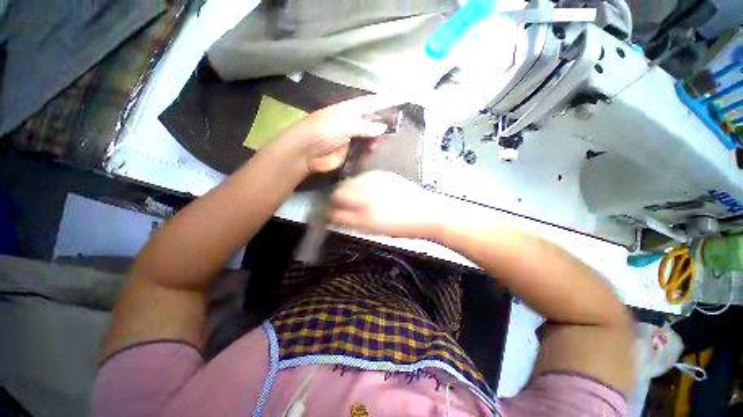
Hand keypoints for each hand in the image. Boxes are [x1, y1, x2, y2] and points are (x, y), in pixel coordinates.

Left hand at [276, 95, 402, 172]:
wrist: (306, 153)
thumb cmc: (322, 132)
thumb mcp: (344, 124)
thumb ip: (365, 126)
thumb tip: (382, 127)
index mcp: (348, 110)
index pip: (370, 103)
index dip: (384, 101)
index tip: (399, 99)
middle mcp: (351, 122)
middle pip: (371, 120)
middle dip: (382, 123)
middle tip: (394, 128)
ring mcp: (350, 137)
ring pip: (369, 136)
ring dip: (376, 138)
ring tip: (380, 142)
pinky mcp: (349, 151)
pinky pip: (364, 149)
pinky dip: (369, 150)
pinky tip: (372, 150)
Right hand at [328, 171, 441, 238]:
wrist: (427, 213)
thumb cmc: (403, 228)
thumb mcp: (376, 231)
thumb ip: (355, 224)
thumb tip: (339, 217)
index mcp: (364, 219)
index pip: (335, 214)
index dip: (329, 215)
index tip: (329, 215)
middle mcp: (365, 200)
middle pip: (337, 194)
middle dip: (334, 200)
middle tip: (339, 204)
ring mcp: (373, 184)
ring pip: (348, 183)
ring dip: (345, 190)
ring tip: (353, 196)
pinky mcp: (382, 175)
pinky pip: (362, 177)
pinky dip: (359, 183)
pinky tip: (366, 188)